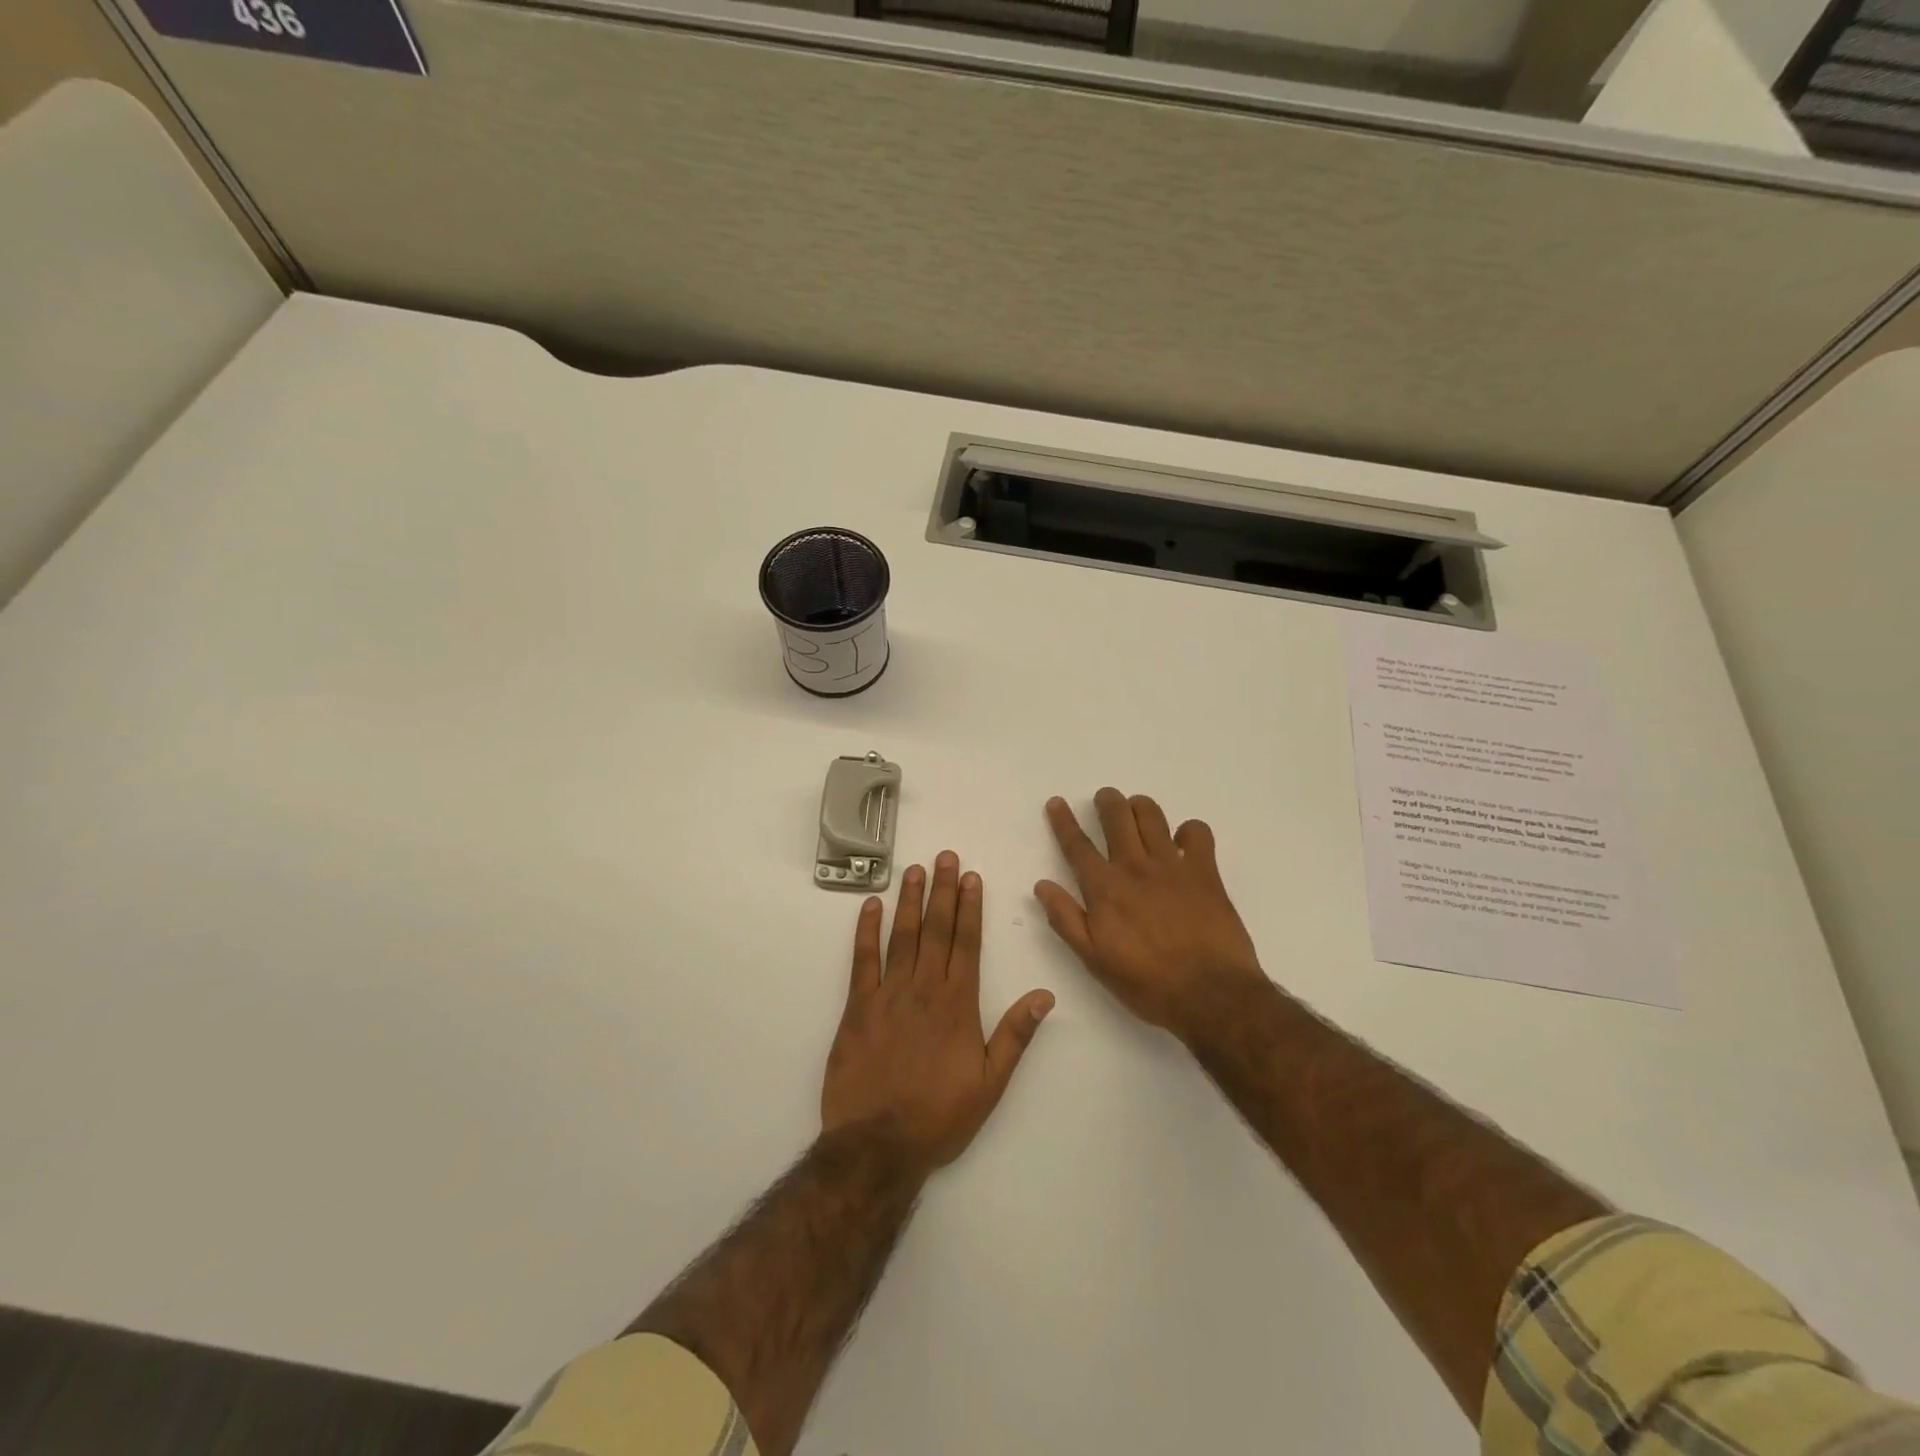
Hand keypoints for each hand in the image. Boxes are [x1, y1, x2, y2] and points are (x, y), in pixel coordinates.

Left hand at [822, 853, 1054, 1173]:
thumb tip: (1044, 995)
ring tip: (914, 870)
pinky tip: (870, 906)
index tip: (972, 877)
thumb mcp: (990, 1082)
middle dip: (943, 891)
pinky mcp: (857, 1007)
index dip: (970, 908)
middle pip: (936, 930)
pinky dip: (866, 931)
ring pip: (902, 936)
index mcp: (958, 1004)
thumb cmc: (939, 1116)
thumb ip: (1016, 1034)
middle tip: (945, 857)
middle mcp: (925, 989)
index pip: (967, 943)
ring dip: (909, 901)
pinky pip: (862, 960)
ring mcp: (888, 994)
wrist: (878, 1145)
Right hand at [1035, 789, 1264, 1035]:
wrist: (1210, 994)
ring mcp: (1172, 865)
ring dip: (1139, 806)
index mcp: (1104, 888)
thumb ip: (1066, 919)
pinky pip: (1197, 832)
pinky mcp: (1205, 871)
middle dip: (1106, 801)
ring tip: (1136, 809)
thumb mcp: (1094, 959)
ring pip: (1151, 815)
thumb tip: (1042, 885)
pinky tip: (1183, 841)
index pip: (1077, 845)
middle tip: (1105, 799)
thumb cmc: (1147, 983)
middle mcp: (1134, 867)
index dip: (1063, 821)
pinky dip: (1188, 830)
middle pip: (1116, 817)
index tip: (1057, 802)